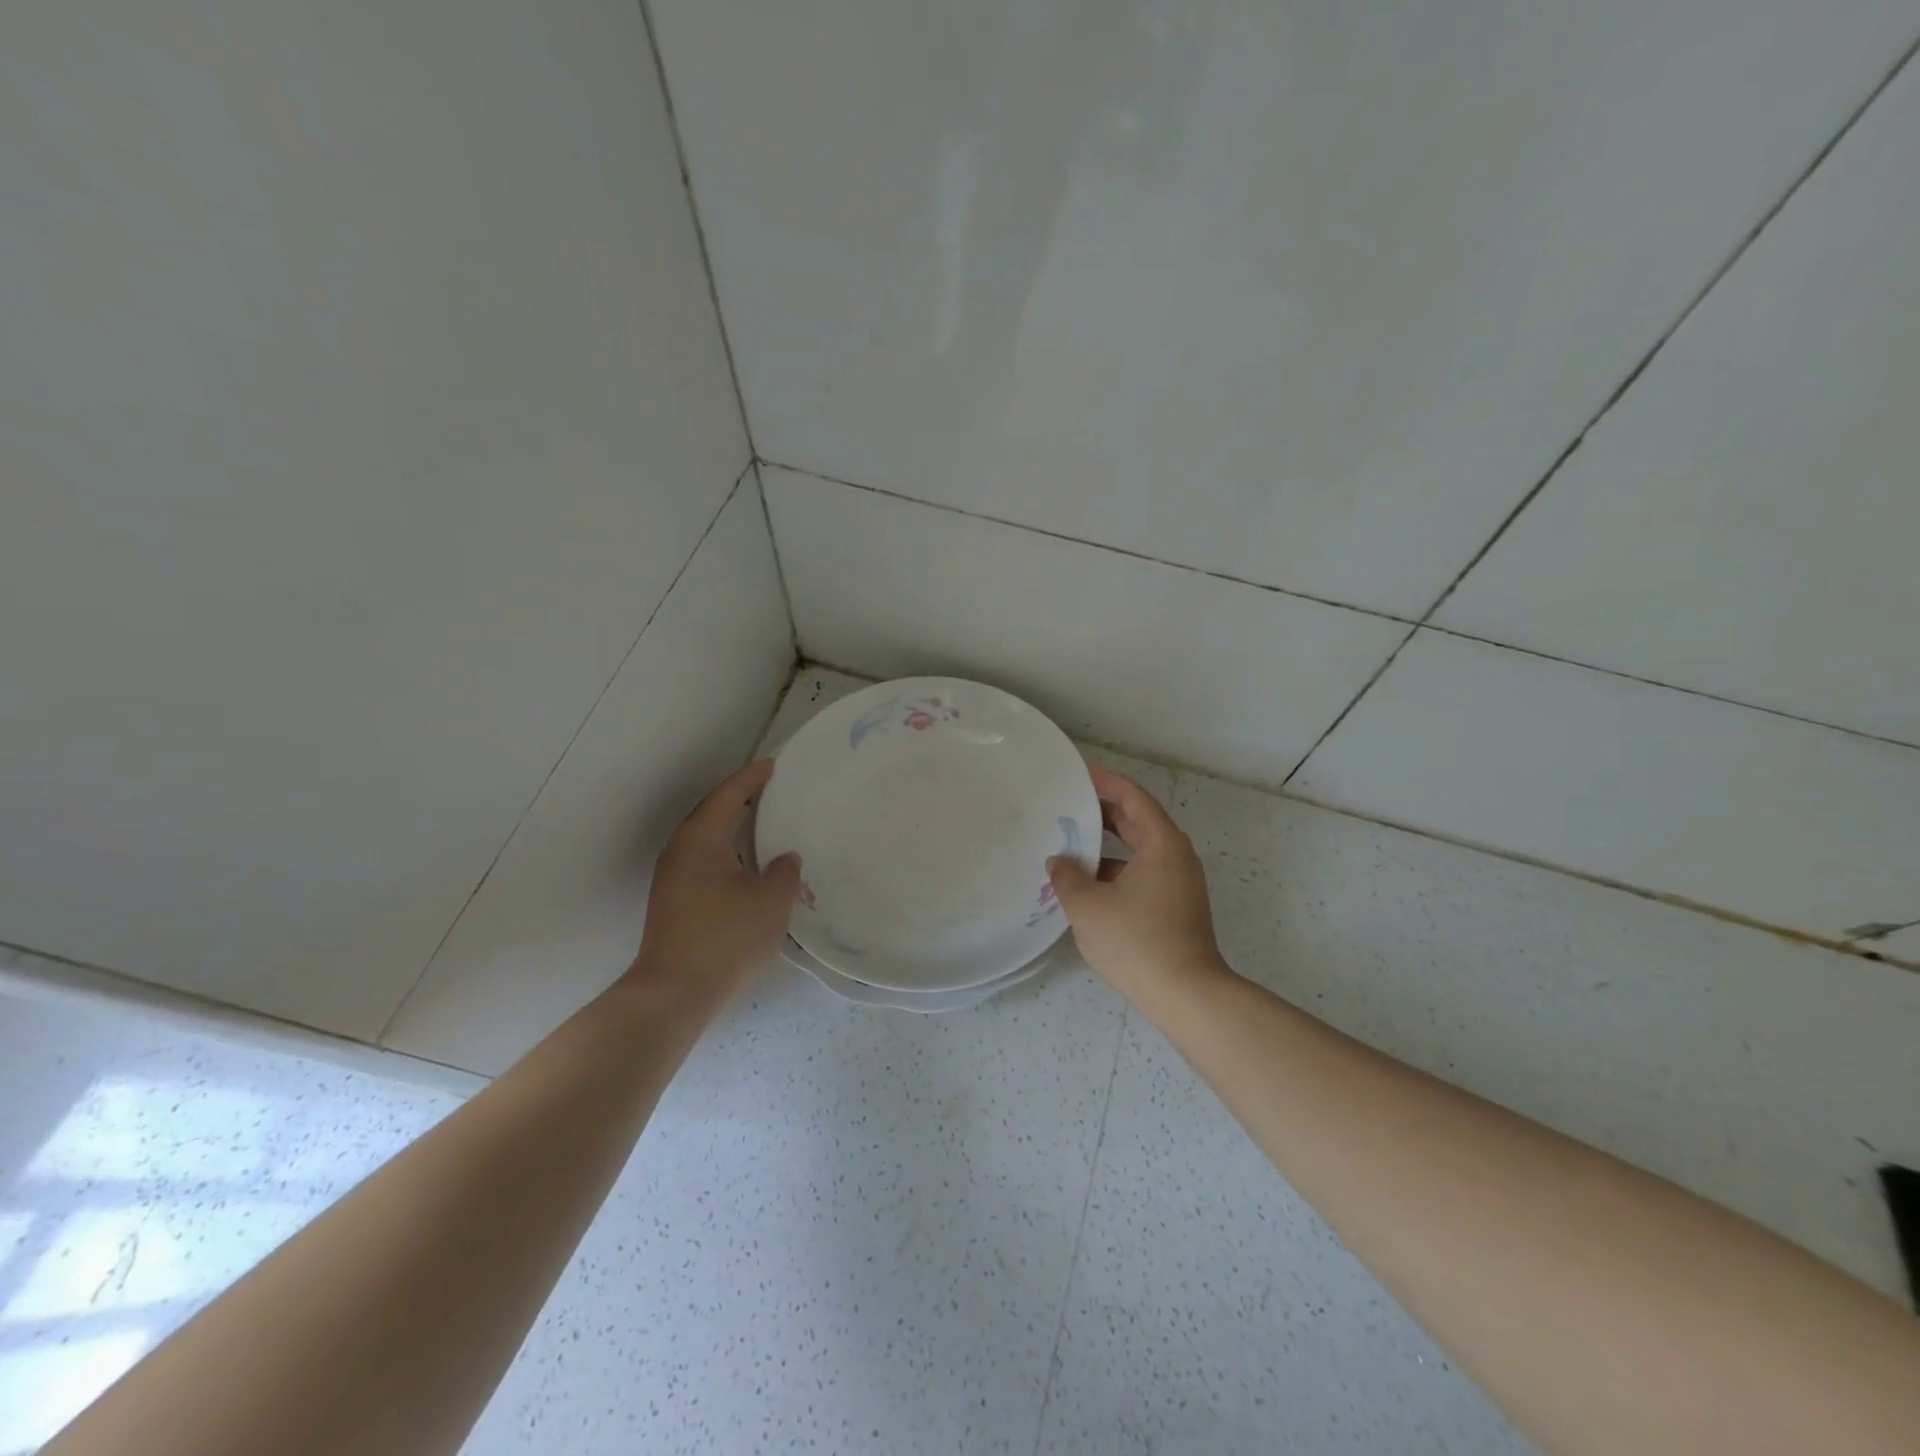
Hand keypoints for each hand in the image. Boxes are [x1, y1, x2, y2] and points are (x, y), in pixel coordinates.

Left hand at [626, 759, 800, 999]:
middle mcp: (681, 849)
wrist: (674, 992)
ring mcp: (672, 875)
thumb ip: (785, 870)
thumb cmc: (726, 937)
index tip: (775, 765)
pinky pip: (703, 858)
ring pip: (707, 837)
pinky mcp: (672, 899)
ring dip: (733, 826)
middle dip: (742, 798)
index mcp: (703, 838)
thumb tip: (784, 858)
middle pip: (713, 811)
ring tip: (764, 824)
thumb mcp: (771, 900)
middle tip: (773, 791)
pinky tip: (746, 865)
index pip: (730, 794)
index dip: (754, 778)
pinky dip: (726, 850)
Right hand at [1048, 764, 1226, 1005]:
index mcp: (1162, 844)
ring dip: (1106, 846)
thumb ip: (1068, 877)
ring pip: (1138, 851)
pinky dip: (1115, 871)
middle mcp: (1175, 857)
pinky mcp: (1175, 907)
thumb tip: (1059, 861)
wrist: (1186, 996)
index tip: (1080, 773)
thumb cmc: (1137, 942)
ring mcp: (1178, 884)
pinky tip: (1086, 885)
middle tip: (1067, 806)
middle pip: (1137, 822)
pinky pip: (1141, 874)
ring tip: (1069, 845)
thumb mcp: (1089, 906)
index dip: (1106, 782)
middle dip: (1102, 813)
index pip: (1132, 798)